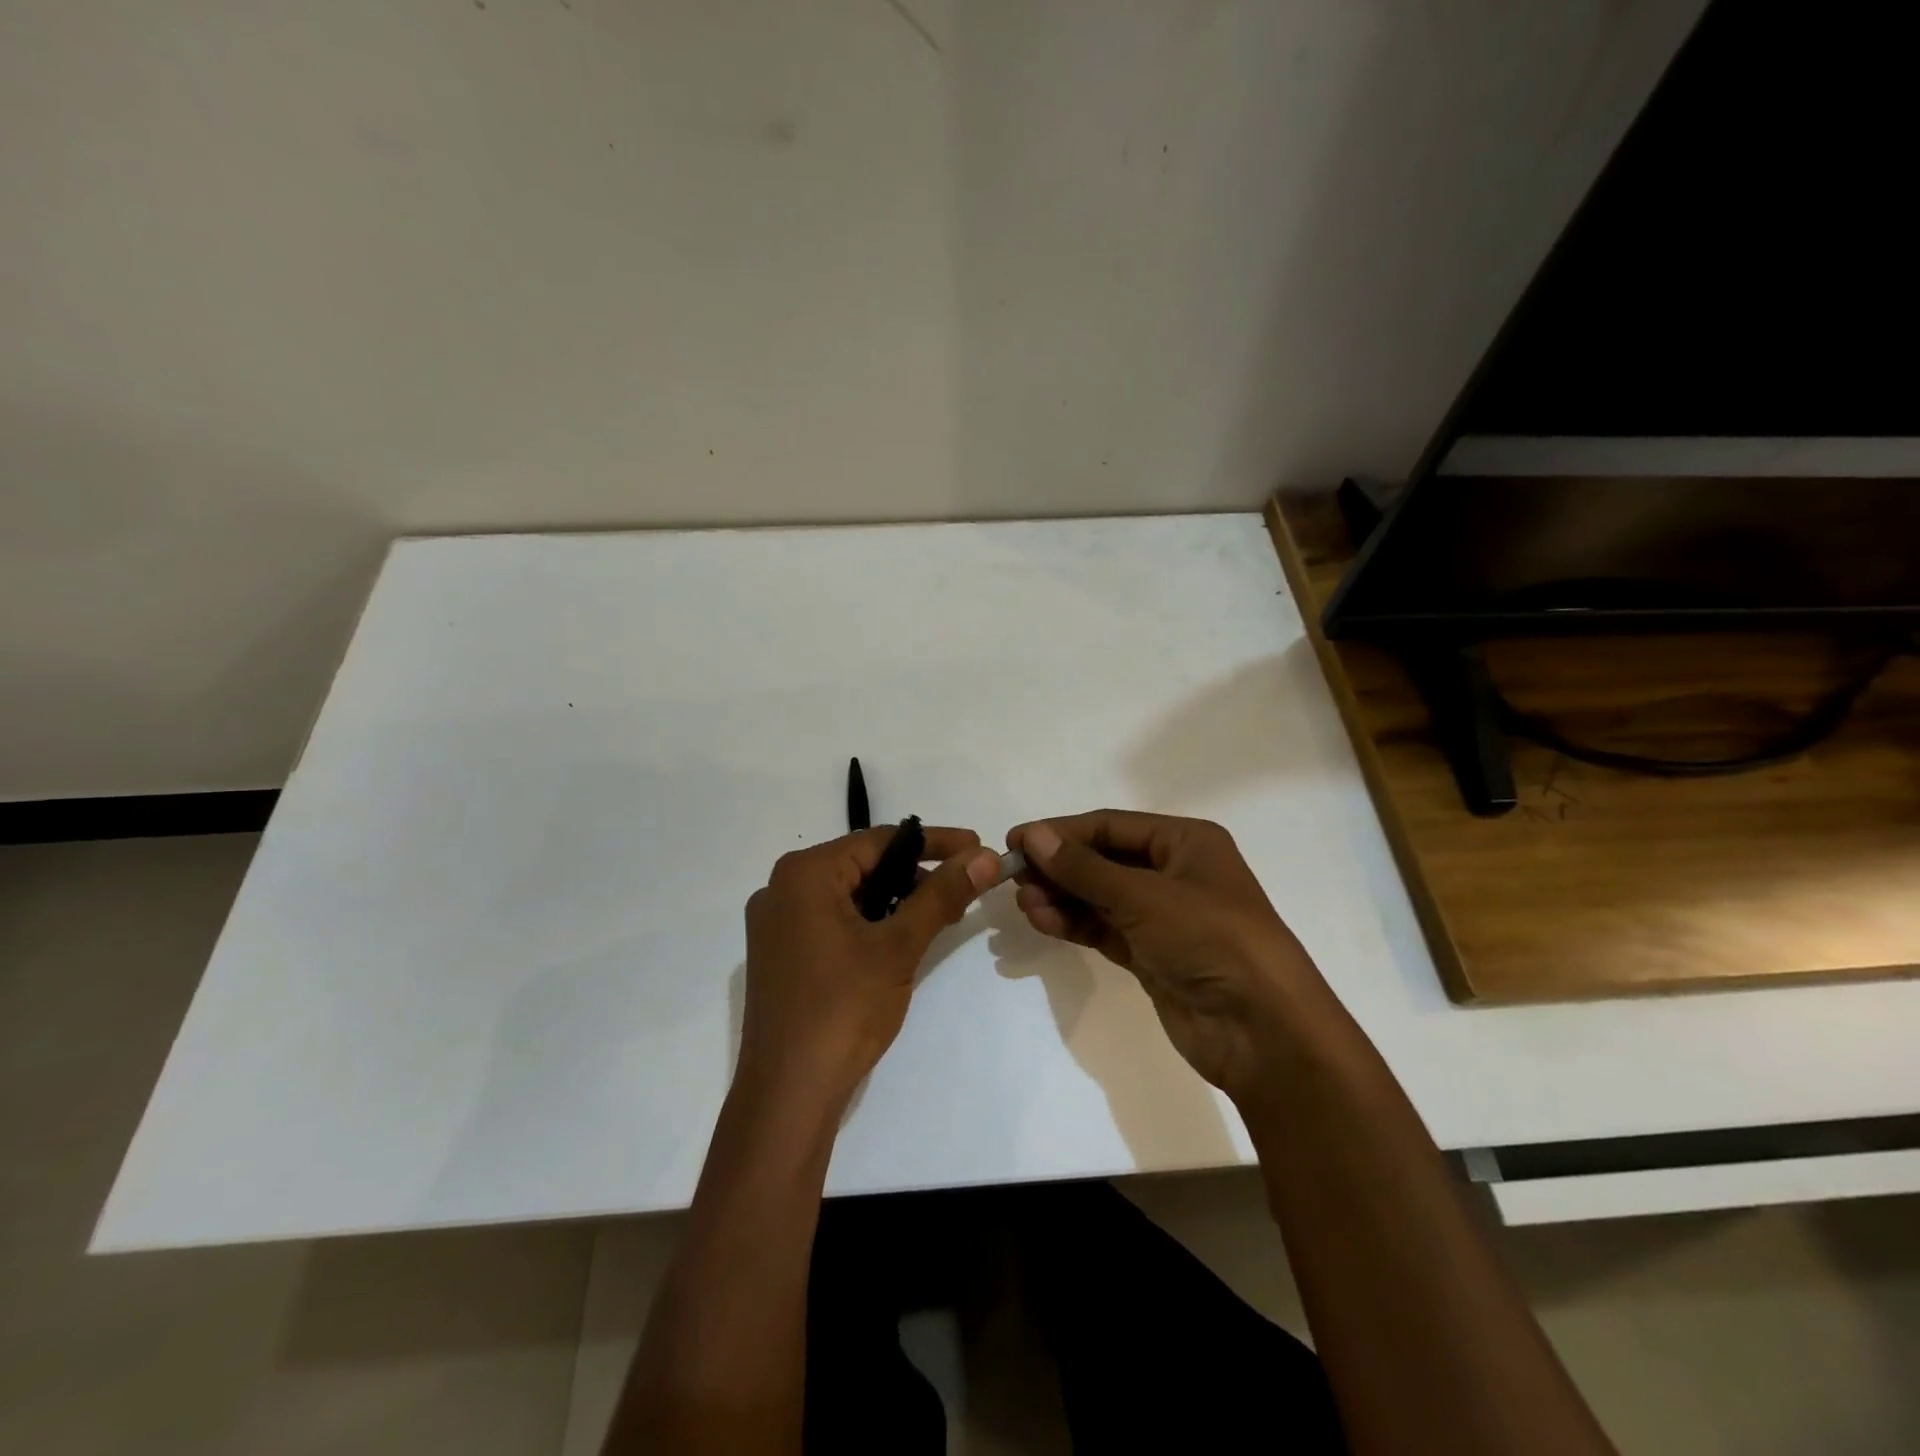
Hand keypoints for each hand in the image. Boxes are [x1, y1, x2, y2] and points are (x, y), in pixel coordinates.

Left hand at [737, 827, 999, 1111]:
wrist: (787, 1093)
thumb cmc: (843, 1009)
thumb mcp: (899, 946)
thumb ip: (941, 895)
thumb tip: (984, 858)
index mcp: (804, 874)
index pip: (879, 840)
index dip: (934, 842)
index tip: (976, 847)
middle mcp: (781, 888)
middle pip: (861, 864)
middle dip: (915, 873)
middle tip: (961, 886)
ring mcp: (775, 923)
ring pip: (847, 893)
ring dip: (894, 899)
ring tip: (939, 914)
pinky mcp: (779, 953)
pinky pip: (830, 918)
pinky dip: (868, 921)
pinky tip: (900, 938)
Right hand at [1007, 811, 1330, 1101]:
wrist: (1262, 1030)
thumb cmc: (1210, 939)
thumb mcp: (1144, 896)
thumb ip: (1084, 868)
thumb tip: (1033, 836)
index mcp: (1186, 842)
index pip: (1111, 826)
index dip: (1062, 831)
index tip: (1017, 840)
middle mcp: (1175, 873)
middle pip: (1104, 860)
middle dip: (1060, 866)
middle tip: (1014, 875)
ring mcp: (1164, 917)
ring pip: (1101, 897)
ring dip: (1062, 897)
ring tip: (1024, 903)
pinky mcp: (1153, 955)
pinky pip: (1105, 929)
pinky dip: (1075, 924)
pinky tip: (1043, 921)